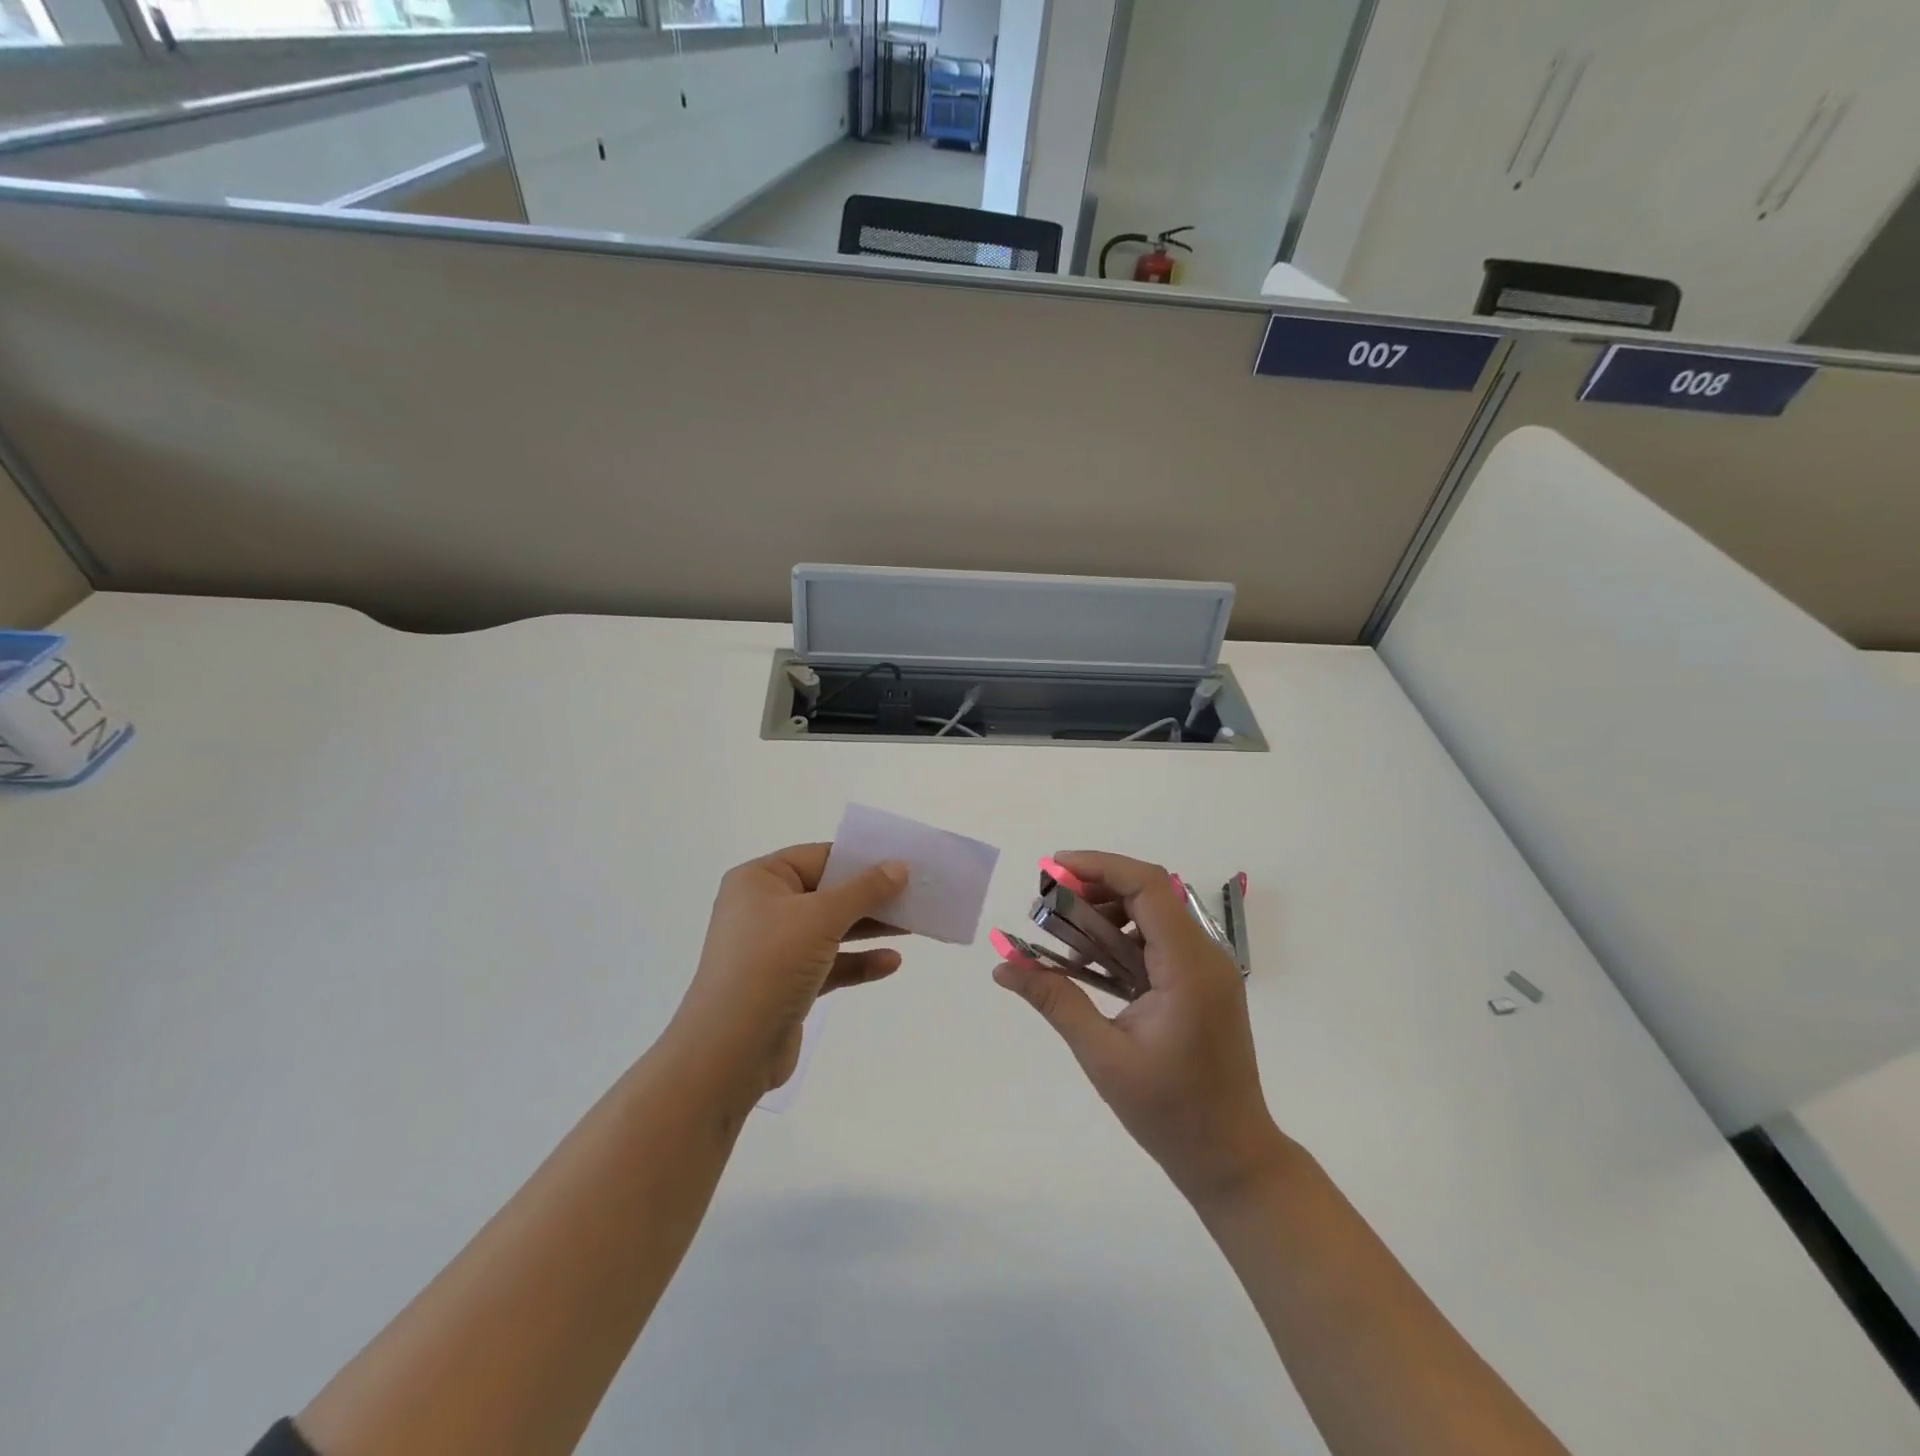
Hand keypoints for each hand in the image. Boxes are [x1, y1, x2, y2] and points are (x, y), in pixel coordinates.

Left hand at [674, 844, 908, 1098]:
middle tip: (914, 895)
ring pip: (830, 929)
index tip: (900, 862)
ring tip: (912, 926)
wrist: (729, 1052)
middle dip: (870, 896)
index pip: (817, 858)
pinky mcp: (785, 984)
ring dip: (869, 928)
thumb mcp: (821, 918)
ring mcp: (773, 949)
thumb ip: (864, 890)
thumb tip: (898, 866)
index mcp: (759, 880)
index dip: (859, 859)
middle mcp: (763, 909)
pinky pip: (828, 964)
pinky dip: (857, 962)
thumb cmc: (770, 965)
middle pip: (826, 893)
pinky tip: (890, 963)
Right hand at [993, 851, 1283, 1204]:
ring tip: (1067, 944)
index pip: (1147, 886)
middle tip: (1048, 907)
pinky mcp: (1205, 983)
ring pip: (1154, 913)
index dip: (1100, 866)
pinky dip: (1124, 939)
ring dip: (1108, 915)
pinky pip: (1161, 940)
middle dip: (1095, 889)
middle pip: (1149, 892)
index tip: (1053, 870)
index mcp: (1188, 967)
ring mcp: (1209, 969)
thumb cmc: (1169, 1113)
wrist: (1232, 1157)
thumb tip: (1003, 966)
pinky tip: (1094, 966)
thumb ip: (1055, 1001)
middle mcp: (1206, 956)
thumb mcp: (1103, 1055)